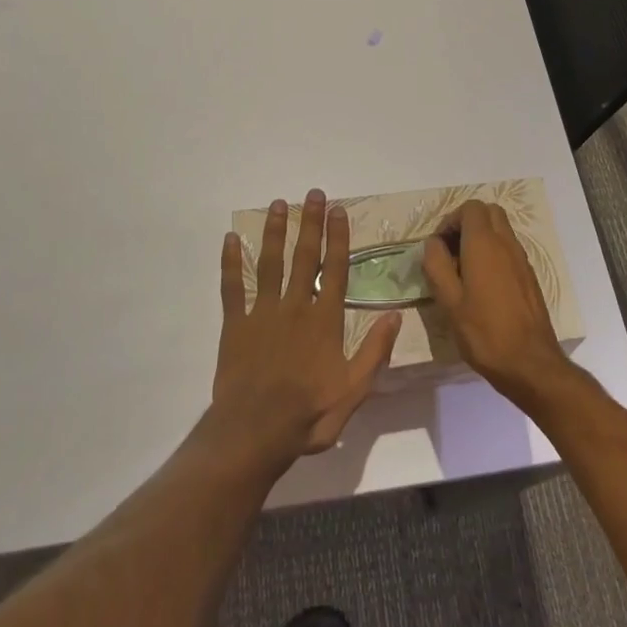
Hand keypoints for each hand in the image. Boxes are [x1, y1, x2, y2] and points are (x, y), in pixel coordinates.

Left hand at [211, 189, 401, 468]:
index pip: (336, 269)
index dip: (338, 238)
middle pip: (304, 257)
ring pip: (270, 263)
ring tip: (279, 204)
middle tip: (313, 193)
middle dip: (310, 223)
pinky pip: (232, 287)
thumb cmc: (309, 414)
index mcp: (324, 320)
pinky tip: (231, 239)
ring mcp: (262, 313)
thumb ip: (375, 351)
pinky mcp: (235, 325)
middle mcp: (295, 306)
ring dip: (275, 232)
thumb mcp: (354, 390)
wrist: (255, 433)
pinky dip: (230, 263)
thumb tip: (395, 315)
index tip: (338, 210)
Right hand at [423, 200, 575, 405]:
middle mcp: (506, 244)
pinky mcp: (529, 276)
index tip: (438, 245)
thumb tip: (433, 242)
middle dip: (467, 223)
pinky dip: (493, 253)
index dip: (450, 220)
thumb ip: (437, 265)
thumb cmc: (484, 332)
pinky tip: (482, 285)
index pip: (470, 208)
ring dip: (480, 238)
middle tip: (450, 250)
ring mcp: (522, 259)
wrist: (530, 363)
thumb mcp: (449, 301)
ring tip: (463, 270)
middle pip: (489, 212)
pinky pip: (509, 249)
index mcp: (484, 245)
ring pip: (501, 230)